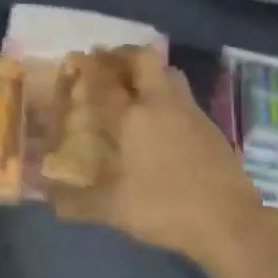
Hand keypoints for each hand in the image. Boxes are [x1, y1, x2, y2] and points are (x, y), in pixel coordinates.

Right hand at [49, 47, 267, 269]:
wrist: (230, 221)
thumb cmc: (165, 208)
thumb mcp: (114, 209)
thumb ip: (76, 202)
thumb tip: (46, 199)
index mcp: (133, 117)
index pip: (104, 82)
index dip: (87, 68)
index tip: (74, 62)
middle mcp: (161, 103)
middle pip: (142, 59)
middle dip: (121, 55)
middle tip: (104, 64)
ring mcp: (189, 112)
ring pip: (167, 73)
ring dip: (147, 71)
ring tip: (130, 86)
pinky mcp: (209, 126)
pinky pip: (181, 95)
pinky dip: (164, 94)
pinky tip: (157, 119)